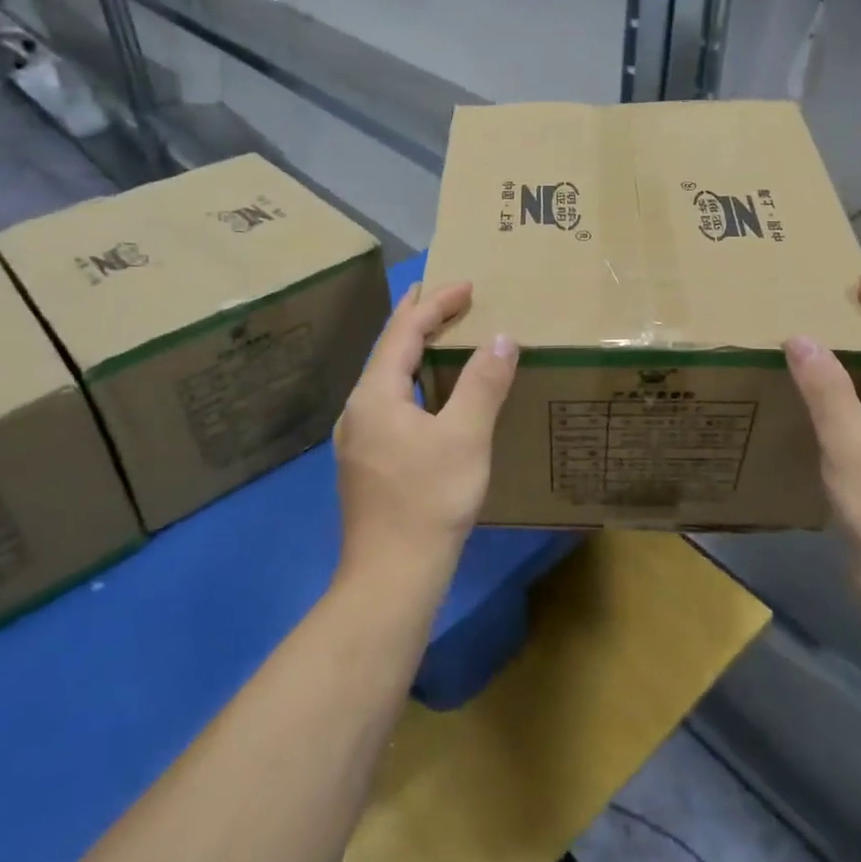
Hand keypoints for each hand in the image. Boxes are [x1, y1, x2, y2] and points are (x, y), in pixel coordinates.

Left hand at [333, 283, 517, 579]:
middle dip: (416, 318)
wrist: (391, 577)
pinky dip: (412, 381)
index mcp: (376, 395)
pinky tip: (429, 395)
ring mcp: (358, 438)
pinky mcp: (367, 461)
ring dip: (413, 351)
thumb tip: (502, 338)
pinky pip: (389, 402)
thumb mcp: (466, 436)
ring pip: (387, 379)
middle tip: (442, 293)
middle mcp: (358, 409)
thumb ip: (483, 383)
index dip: (434, 303)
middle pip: (388, 350)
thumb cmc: (429, 501)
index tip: (467, 284)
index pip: (403, 332)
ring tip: (438, 334)